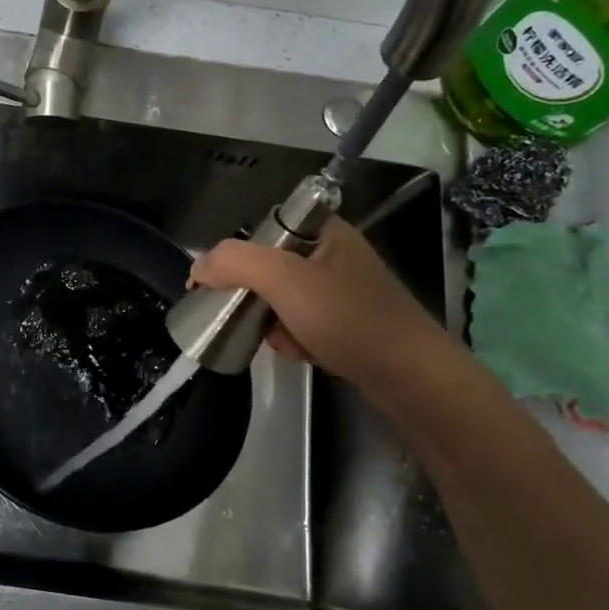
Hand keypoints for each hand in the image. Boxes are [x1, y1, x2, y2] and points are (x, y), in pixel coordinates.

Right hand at [189, 218, 440, 382]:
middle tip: (256, 319)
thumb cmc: (349, 319)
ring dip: (272, 324)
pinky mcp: (345, 323)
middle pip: (267, 269)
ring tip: (287, 341)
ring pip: (279, 301)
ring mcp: (341, 291)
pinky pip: (299, 324)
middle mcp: (333, 255)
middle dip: (255, 299)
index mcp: (324, 232)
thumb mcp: (285, 281)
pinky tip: (304, 353)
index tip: (221, 286)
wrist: (410, 377)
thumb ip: (235, 263)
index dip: (237, 257)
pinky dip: (293, 340)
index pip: (262, 231)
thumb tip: (197, 267)